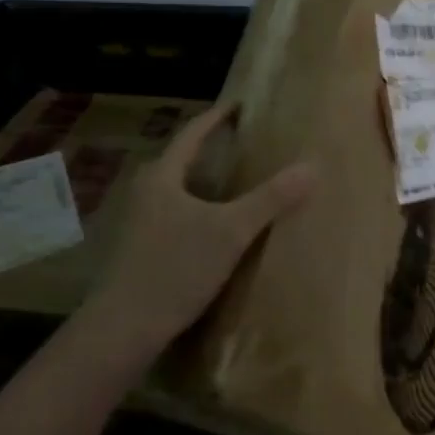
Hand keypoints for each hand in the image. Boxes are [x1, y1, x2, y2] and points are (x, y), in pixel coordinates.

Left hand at [76, 101, 316, 372]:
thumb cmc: (175, 269)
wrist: (123, 329)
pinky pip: (174, 215)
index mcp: (162, 177)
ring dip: (204, 182)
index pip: (192, 134)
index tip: (240, 104)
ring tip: (236, 183)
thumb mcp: (231, 231)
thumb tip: (311, 167)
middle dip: (212, 150)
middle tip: (245, 144)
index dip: (218, 117)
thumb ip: (271, 199)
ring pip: (177, 190)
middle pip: (182, 160)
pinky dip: (198, 210)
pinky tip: (216, 227)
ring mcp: (137, 223)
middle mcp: (145, 192)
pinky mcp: (138, 250)